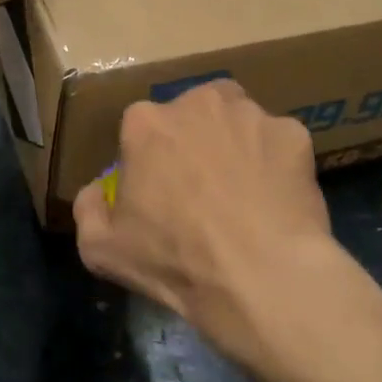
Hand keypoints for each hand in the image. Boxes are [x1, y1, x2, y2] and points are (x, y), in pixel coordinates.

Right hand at [73, 81, 340, 366]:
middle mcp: (197, 102)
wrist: (262, 279)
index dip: (147, 162)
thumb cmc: (175, 261)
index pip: (139, 130)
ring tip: (243, 192)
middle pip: (190, 115)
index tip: (157, 194)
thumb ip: (88, 209)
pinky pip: (277, 143)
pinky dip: (276, 163)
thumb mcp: (101, 249)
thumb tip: (96, 192)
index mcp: (146, 122)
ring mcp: (250, 114)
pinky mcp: (293, 134)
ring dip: (235, 144)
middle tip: (201, 188)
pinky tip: (276, 198)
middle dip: (192, 141)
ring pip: (236, 120)